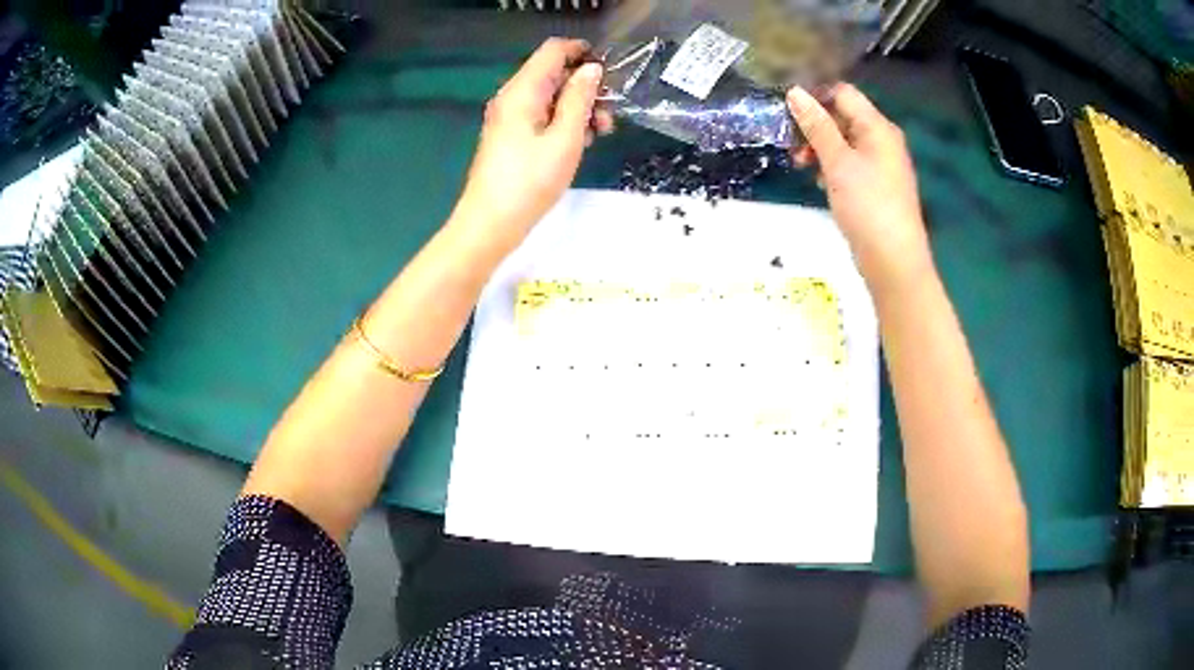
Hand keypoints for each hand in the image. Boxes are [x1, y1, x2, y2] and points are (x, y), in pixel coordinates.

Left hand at [454, 38, 612, 244]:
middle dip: (585, 87)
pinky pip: (541, 116)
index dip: (582, 52)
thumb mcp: (565, 138)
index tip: (609, 72)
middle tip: (608, 116)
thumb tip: (591, 69)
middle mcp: (513, 97)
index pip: (553, 50)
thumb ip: (579, 99)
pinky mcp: (511, 135)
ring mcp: (510, 117)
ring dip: (578, 108)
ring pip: (550, 96)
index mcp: (522, 91)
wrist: (490, 224)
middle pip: (553, 73)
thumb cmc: (530, 182)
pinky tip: (579, 143)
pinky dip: (563, 122)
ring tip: (600, 134)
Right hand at [786, 84, 931, 285]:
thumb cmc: (867, 205)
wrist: (894, 261)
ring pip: (844, 142)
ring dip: (820, 148)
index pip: (843, 94)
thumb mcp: (837, 162)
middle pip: (843, 117)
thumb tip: (795, 92)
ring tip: (801, 166)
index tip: (788, 113)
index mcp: (878, 127)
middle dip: (814, 127)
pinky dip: (832, 166)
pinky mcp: (876, 186)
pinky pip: (851, 163)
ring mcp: (881, 164)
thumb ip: (816, 126)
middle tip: (791, 146)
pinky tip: (820, 182)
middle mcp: (882, 140)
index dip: (815, 97)